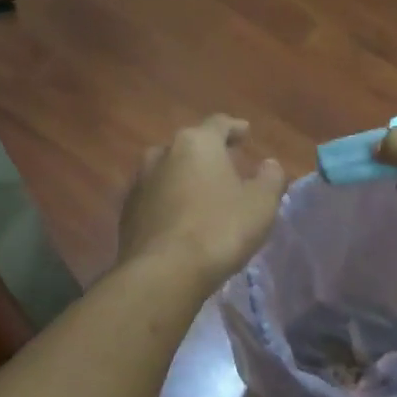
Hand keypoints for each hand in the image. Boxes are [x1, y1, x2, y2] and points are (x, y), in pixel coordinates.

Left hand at [118, 115, 285, 288]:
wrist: (163, 272)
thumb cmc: (219, 230)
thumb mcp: (260, 205)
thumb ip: (270, 178)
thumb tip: (270, 164)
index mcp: (196, 143)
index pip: (218, 124)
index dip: (235, 127)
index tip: (246, 133)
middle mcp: (162, 154)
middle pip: (189, 146)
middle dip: (207, 154)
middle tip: (225, 165)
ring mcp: (139, 183)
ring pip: (167, 171)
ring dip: (184, 177)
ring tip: (201, 192)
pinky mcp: (126, 213)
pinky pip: (154, 198)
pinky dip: (168, 201)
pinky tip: (179, 218)